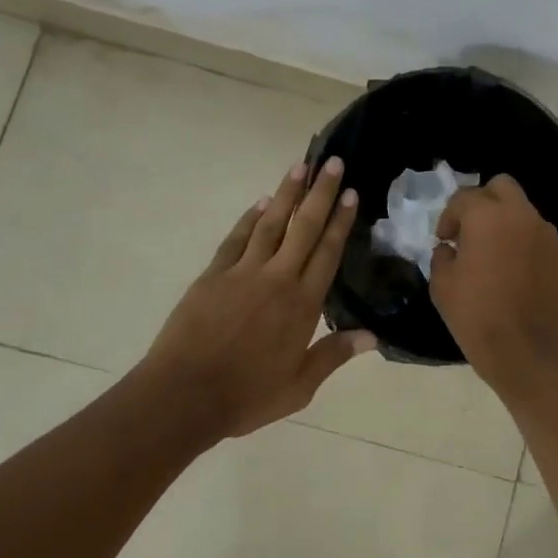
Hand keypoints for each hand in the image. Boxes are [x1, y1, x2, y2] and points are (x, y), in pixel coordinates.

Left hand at [141, 157, 375, 438]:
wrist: (184, 395)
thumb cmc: (247, 395)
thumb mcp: (299, 386)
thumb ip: (334, 356)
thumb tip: (373, 336)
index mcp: (302, 305)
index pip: (327, 253)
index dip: (340, 221)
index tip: (351, 193)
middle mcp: (277, 279)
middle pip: (303, 228)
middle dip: (320, 193)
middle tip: (331, 162)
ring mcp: (242, 273)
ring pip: (270, 224)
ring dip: (286, 194)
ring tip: (299, 166)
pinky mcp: (213, 275)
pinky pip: (236, 239)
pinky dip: (249, 218)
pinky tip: (261, 203)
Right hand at [430, 175, 557, 386]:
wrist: (524, 351)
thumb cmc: (475, 315)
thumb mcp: (442, 284)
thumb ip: (443, 255)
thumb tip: (451, 248)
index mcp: (488, 217)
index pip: (464, 198)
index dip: (449, 217)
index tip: (444, 240)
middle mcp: (522, 216)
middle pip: (502, 186)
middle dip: (483, 201)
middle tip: (470, 231)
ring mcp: (546, 235)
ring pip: (523, 210)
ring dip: (505, 222)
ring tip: (493, 254)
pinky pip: (538, 235)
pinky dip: (523, 242)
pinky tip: (514, 271)